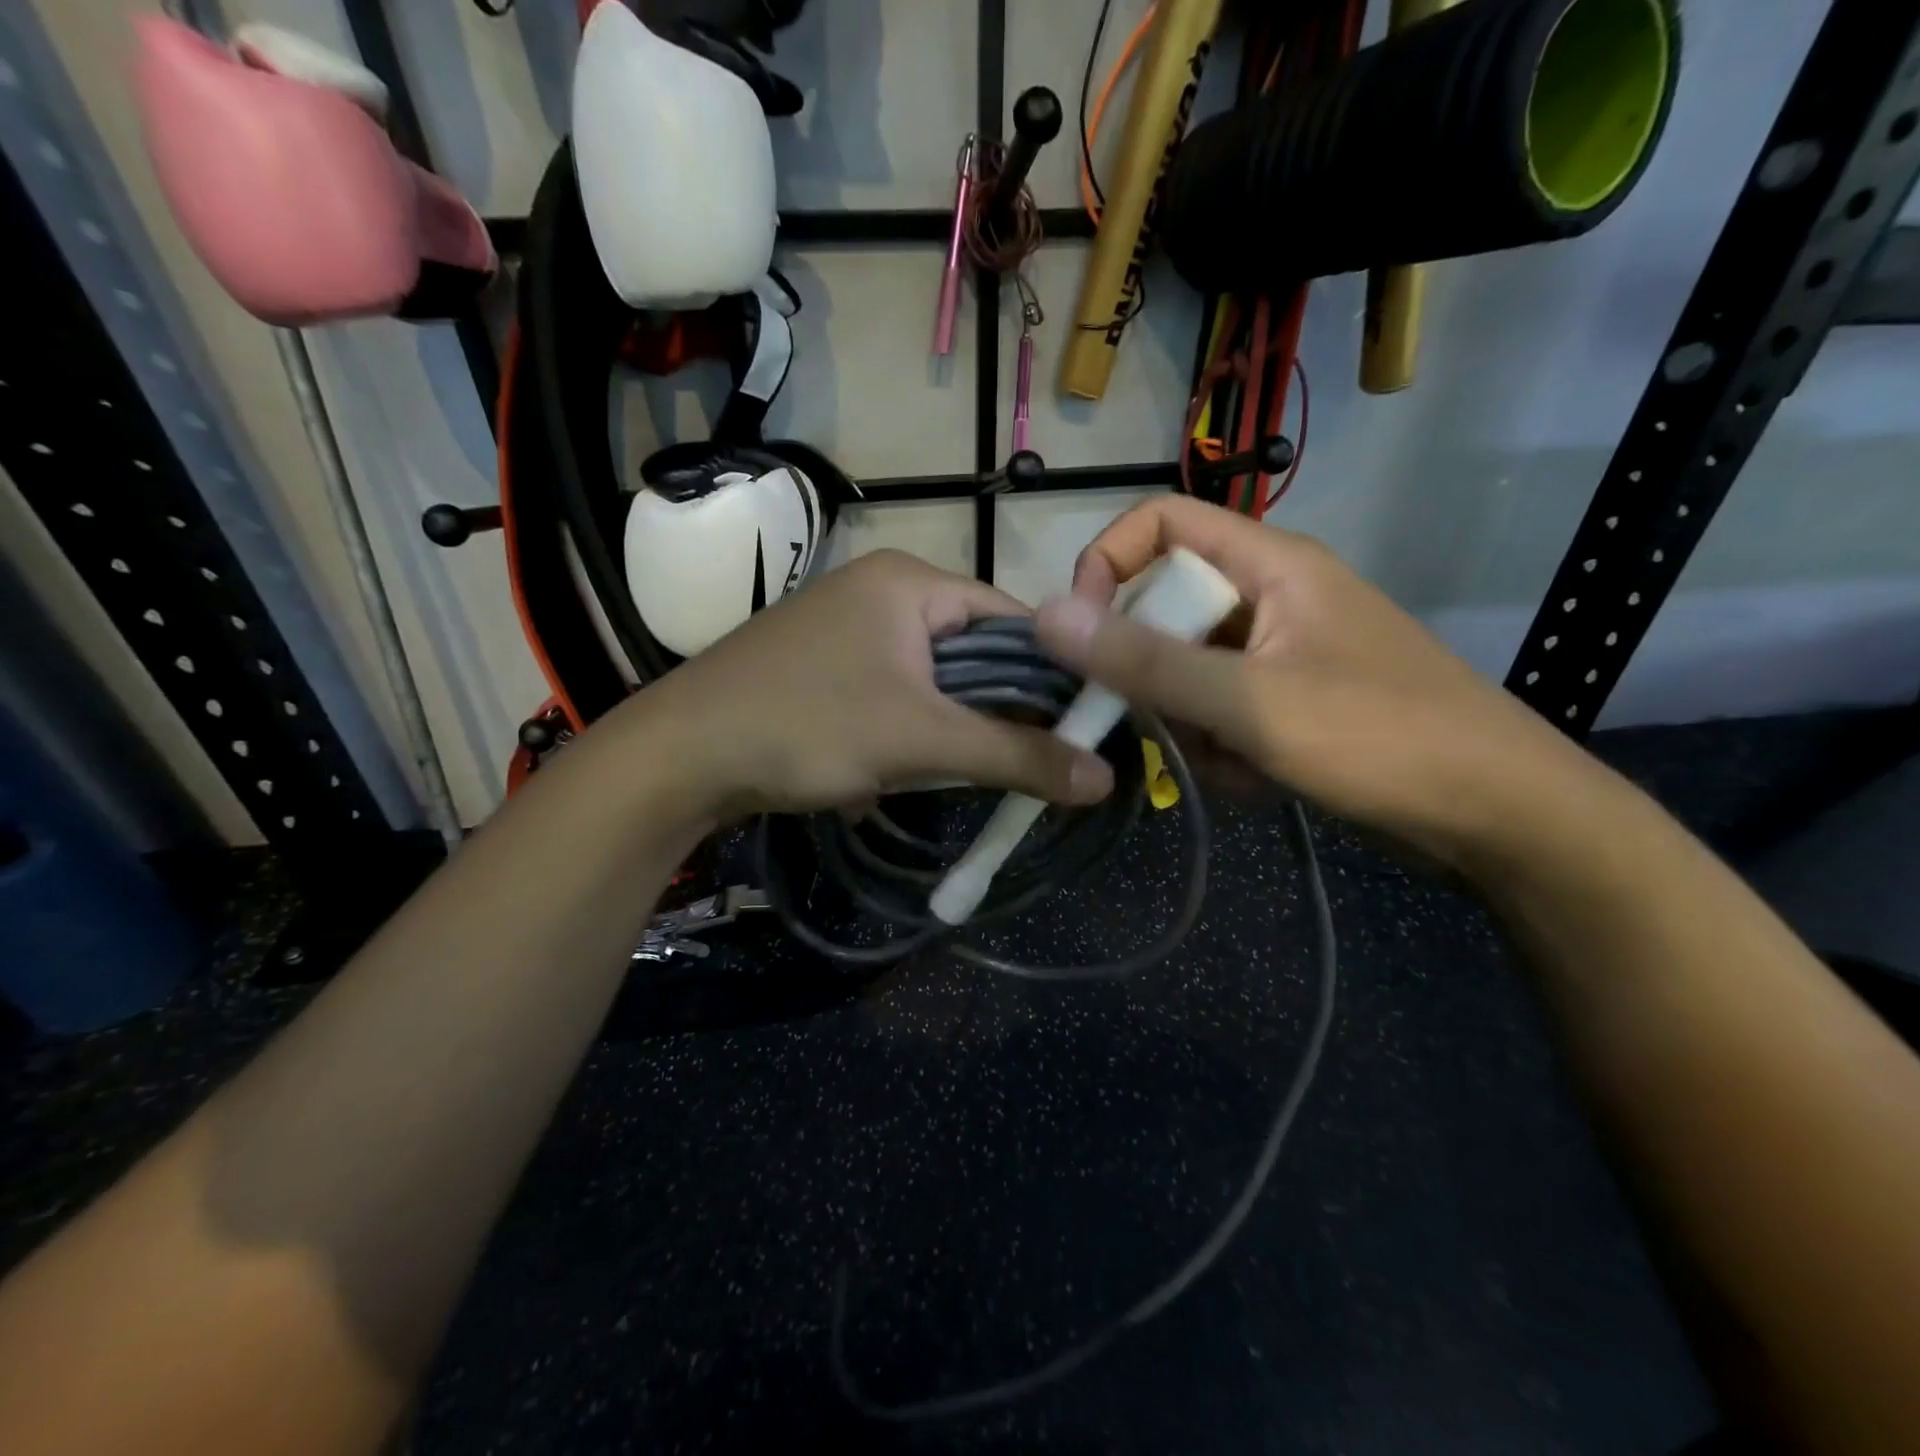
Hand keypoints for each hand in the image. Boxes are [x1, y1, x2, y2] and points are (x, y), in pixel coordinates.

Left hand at [624, 550, 1114, 818]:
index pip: (1012, 619)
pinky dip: (909, 729)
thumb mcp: (920, 741)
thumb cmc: (807, 725)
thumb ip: (1015, 756)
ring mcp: (846, 626)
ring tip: (962, 770)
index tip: (1079, 729)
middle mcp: (880, 590)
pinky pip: (893, 691)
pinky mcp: (823, 664)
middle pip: (972, 649)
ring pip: (932, 676)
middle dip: (995, 708)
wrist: (680, 755)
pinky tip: (904, 768)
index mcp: (910, 581)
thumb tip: (1104, 780)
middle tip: (1026, 761)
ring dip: (950, 724)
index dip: (1051, 674)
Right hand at [1034, 497, 1607, 869]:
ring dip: (1187, 721)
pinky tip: (1255, 780)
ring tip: (1228, 763)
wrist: (1499, 815)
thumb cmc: (1381, 739)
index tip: (1081, 631)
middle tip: (1154, 723)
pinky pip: (1220, 707)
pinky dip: (1221, 746)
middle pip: (1167, 605)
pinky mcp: (1289, 699)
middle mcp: (1271, 595)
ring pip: (1187, 667)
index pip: (1160, 522)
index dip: (1107, 563)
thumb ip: (1145, 662)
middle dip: (1149, 671)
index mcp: (1270, 564)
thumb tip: (1047, 618)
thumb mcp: (1249, 702)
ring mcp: (1281, 651)